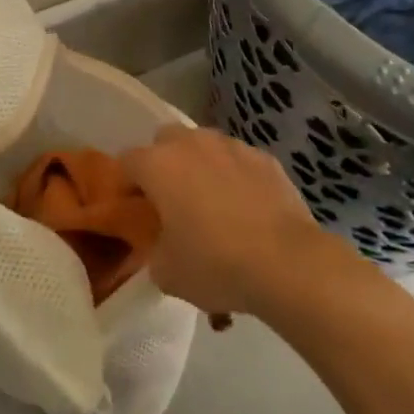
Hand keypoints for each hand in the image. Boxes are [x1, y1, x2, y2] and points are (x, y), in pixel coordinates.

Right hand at [121, 126, 326, 317]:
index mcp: (158, 165)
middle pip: (164, 141)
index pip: (126, 161)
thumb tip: (162, 244)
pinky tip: (245, 208)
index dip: (126, 185)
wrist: (287, 262)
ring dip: (200, 165)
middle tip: (170, 200)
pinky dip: (235, 176)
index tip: (133, 210)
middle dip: (163, 164)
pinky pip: (238, 161)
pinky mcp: (264, 158)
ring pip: (204, 145)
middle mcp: (191, 143)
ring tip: (211, 202)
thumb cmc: (215, 264)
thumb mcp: (167, 273)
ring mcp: (231, 146)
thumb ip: (153, 250)